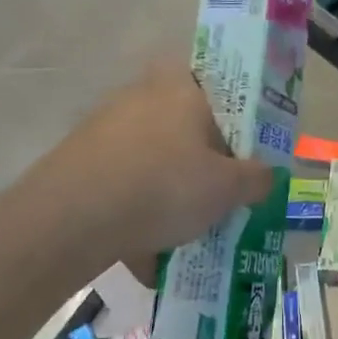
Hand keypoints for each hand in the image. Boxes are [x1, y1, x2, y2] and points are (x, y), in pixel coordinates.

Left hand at [26, 61, 274, 271]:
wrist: (71, 218)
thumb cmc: (165, 186)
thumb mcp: (228, 188)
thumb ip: (256, 178)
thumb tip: (266, 175)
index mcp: (182, 88)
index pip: (216, 82)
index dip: (233, 113)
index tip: (242, 147)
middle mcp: (142, 96)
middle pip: (184, 124)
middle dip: (201, 160)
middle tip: (218, 193)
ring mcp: (105, 126)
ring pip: (153, 159)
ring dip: (168, 191)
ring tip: (183, 234)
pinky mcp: (79, 160)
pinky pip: (123, 185)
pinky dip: (137, 214)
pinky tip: (147, 256)